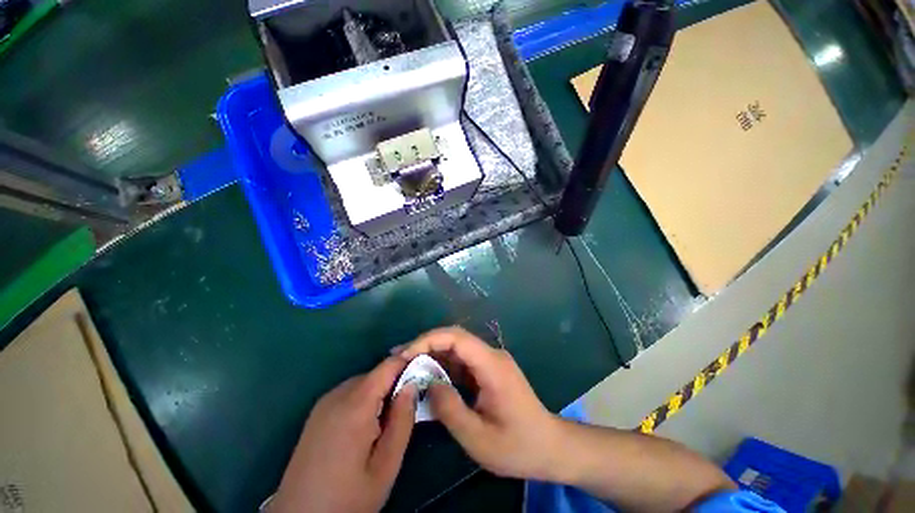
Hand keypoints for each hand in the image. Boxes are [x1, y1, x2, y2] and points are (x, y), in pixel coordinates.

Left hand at [269, 357, 415, 512]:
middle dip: (395, 384)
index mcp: (356, 404)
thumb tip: (413, 384)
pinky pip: (349, 394)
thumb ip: (402, 420)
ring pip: (363, 383)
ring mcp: (324, 403)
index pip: (389, 365)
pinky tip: (364, 428)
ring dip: (379, 393)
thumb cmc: (347, 497)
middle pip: (376, 374)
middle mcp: (338, 395)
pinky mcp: (317, 413)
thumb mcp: (386, 465)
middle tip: (406, 408)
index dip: (409, 364)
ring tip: (386, 422)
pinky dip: (363, 400)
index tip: (425, 374)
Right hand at [398, 327, 564, 479]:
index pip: (457, 338)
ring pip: (457, 349)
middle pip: (455, 338)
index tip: (405, 354)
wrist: (550, 447)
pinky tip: (429, 378)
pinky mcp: (489, 370)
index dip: (428, 340)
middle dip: (426, 345)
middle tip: (400, 359)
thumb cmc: (517, 446)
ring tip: (409, 368)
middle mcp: (492, 355)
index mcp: (492, 365)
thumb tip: (429, 383)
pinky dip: (444, 367)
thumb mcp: (478, 438)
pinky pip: (463, 362)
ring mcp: (491, 361)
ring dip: (433, 355)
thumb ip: (450, 409)